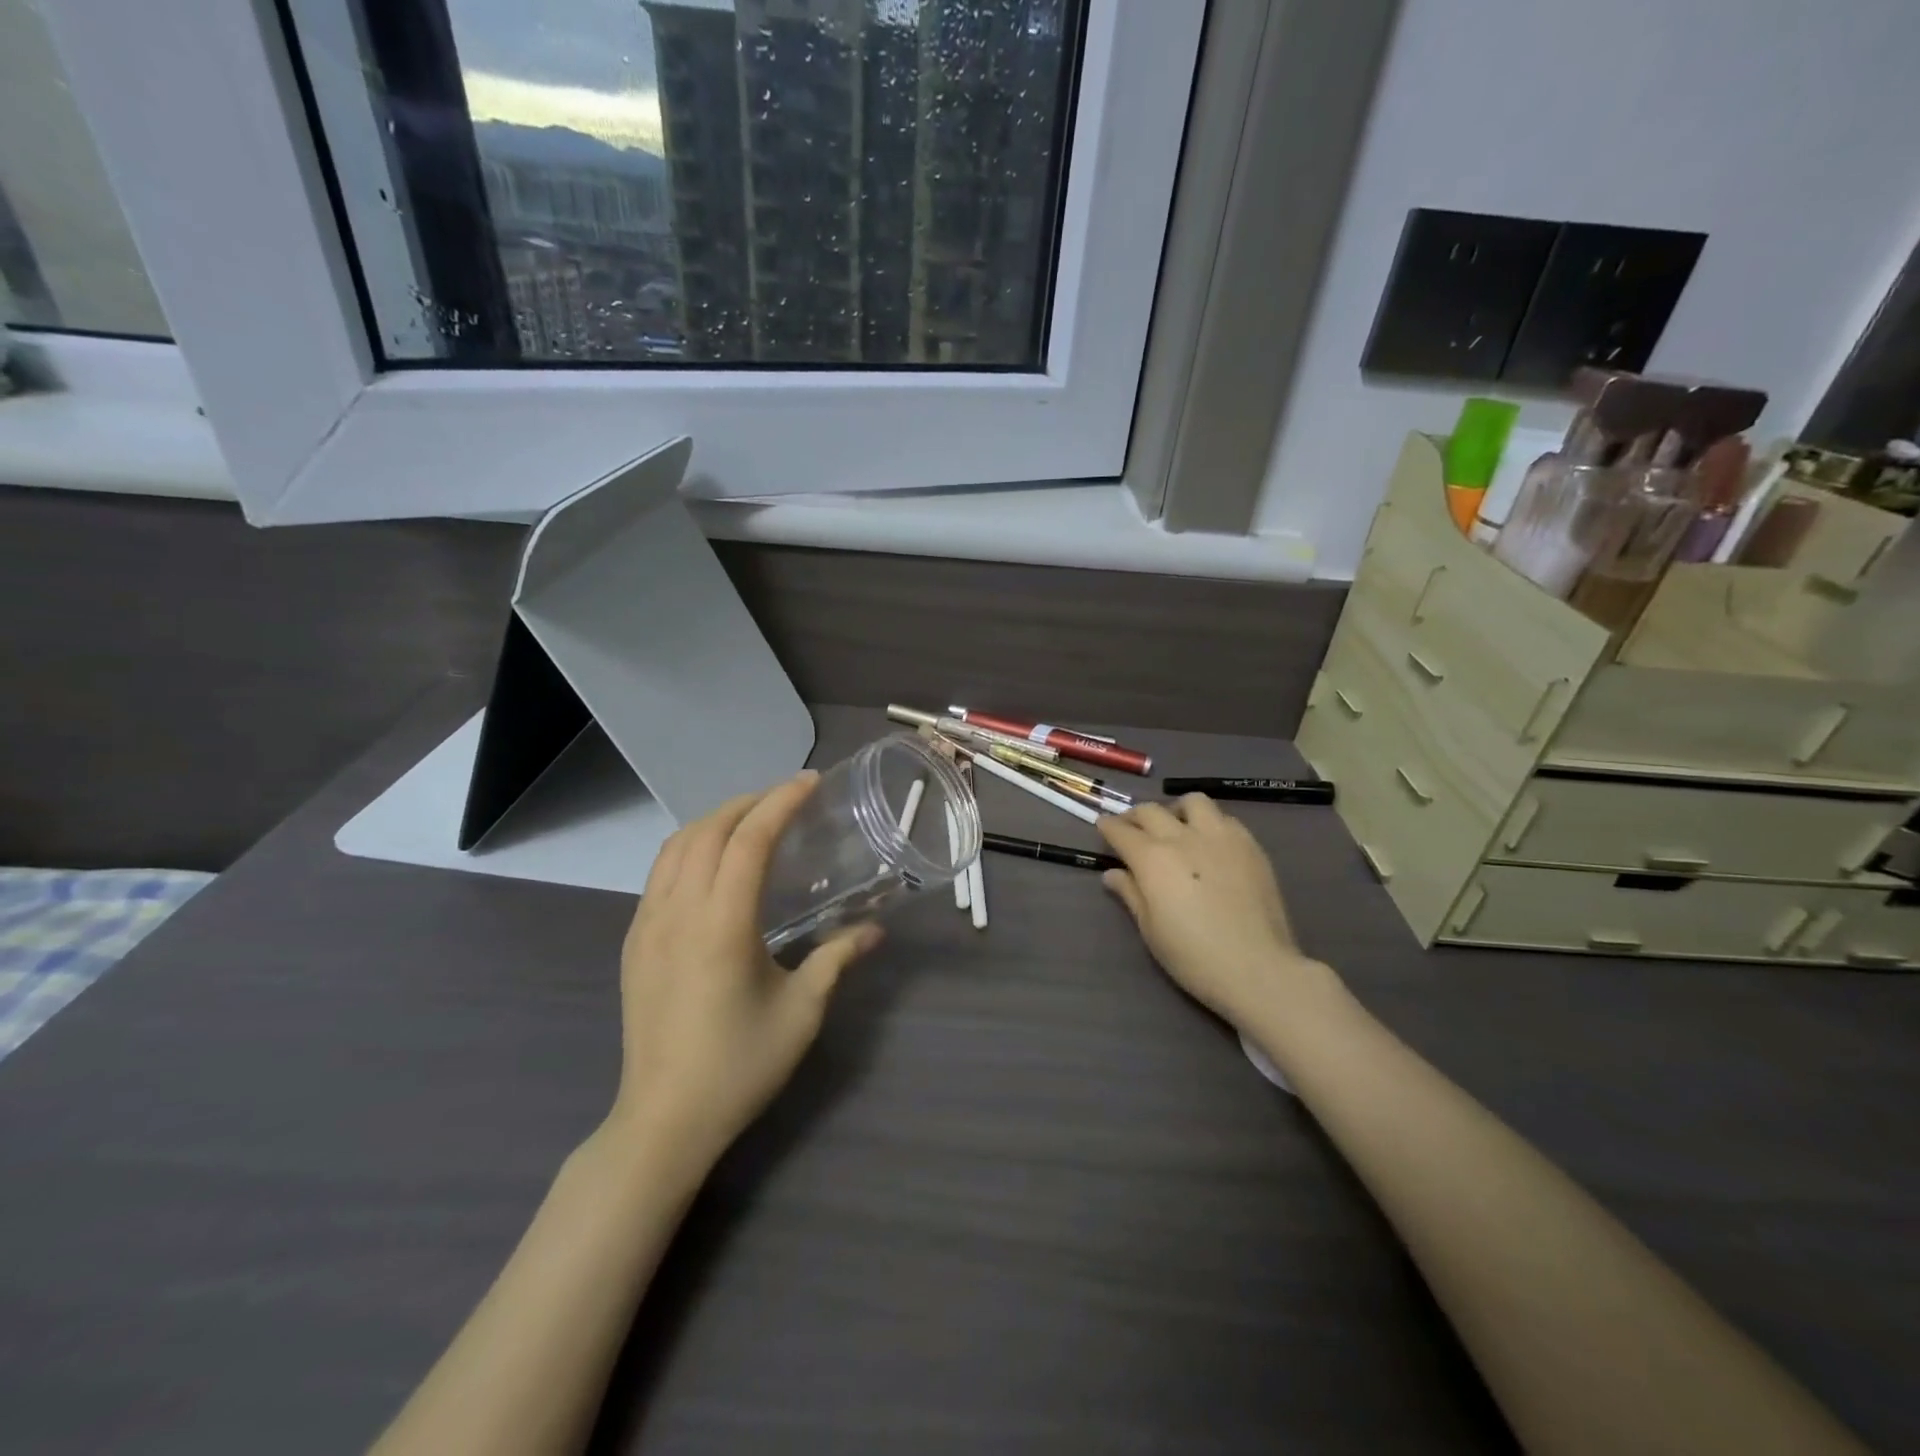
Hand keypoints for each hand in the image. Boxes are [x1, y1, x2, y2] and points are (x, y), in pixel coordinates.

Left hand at [610, 772, 882, 1171]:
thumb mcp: (801, 1012)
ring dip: (716, 820)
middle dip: (750, 801)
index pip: (749, 839)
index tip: (811, 782)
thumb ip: (836, 959)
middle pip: (709, 829)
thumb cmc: (739, 1065)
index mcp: (721, 924)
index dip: (781, 802)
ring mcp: (647, 924)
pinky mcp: (633, 941)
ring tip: (752, 820)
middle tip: (788, 798)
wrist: (663, 1120)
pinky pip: (660, 872)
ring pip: (677, 845)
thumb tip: (874, 930)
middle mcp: (678, 911)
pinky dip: (691, 846)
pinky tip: (715, 863)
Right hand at [1098, 796, 1335, 1030]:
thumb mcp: (1150, 929)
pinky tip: (1211, 843)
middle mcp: (1183, 837)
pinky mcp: (1250, 844)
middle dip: (1135, 816)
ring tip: (1176, 826)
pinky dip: (1210, 823)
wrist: (1257, 968)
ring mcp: (1220, 836)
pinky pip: (1225, 818)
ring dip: (1177, 809)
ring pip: (1193, 801)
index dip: (1108, 827)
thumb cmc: (1193, 956)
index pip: (1121, 831)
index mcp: (1152, 858)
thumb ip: (1130, 894)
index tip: (1103, 827)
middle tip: (1132, 829)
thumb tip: (1112, 873)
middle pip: (1151, 811)